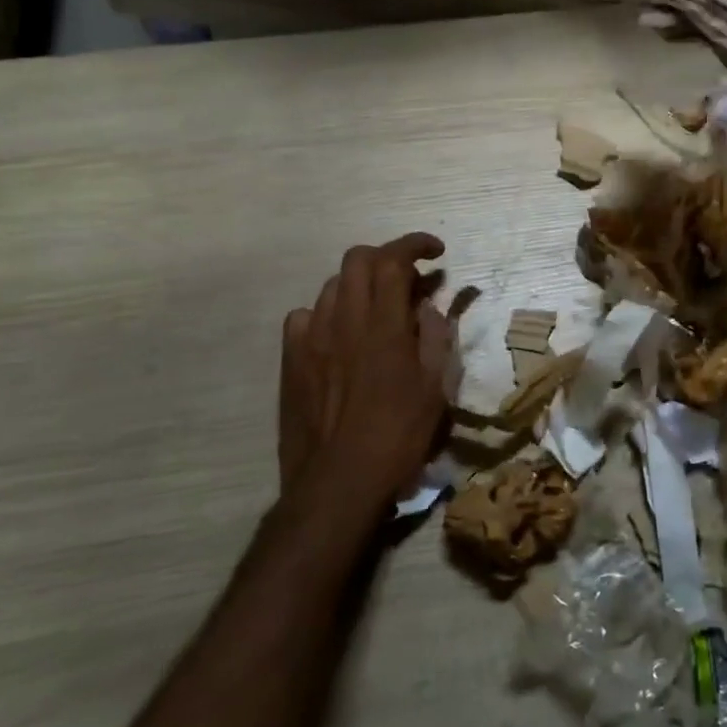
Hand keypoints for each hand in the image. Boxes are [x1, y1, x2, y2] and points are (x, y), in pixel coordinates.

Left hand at [277, 234, 453, 510]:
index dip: (414, 244)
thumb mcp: (435, 388)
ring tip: (376, 310)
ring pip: (333, 286)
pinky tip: (339, 337)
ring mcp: (311, 338)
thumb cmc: (398, 436)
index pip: (393, 260)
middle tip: (407, 279)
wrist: (338, 482)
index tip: (435, 252)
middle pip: (357, 260)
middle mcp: (344, 320)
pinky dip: (328, 315)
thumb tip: (428, 305)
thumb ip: (434, 337)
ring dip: (360, 286)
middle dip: (386, 257)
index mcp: (383, 326)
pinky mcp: (291, 360)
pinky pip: (304, 317)